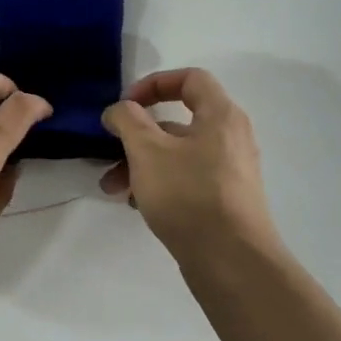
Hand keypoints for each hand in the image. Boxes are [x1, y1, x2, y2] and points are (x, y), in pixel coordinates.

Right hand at [100, 68, 282, 266]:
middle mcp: (230, 138)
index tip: (126, 105)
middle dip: (136, 136)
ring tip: (112, 188)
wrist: (231, 261)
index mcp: (220, 115)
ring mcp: (229, 171)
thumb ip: (127, 121)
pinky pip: (186, 179)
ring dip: (140, 164)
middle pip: (177, 122)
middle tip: (109, 152)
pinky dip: (159, 183)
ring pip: (177, 155)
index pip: (190, 79)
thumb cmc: (188, 195)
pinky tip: (135, 204)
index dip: (154, 83)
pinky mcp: (223, 200)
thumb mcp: (147, 151)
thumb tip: (119, 110)